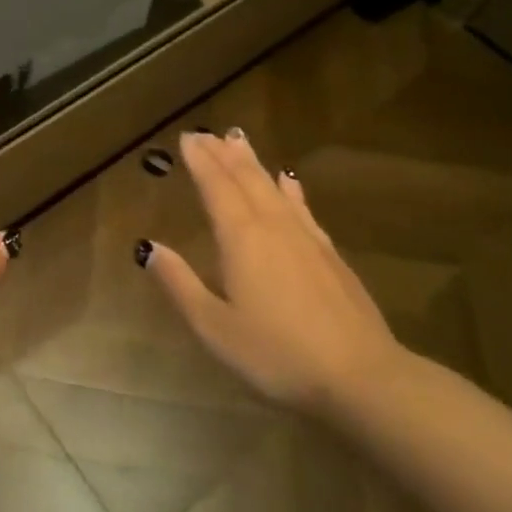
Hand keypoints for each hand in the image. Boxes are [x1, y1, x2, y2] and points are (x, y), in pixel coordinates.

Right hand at [143, 129, 405, 413]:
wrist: (362, 378)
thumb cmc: (277, 355)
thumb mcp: (214, 327)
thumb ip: (180, 285)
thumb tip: (149, 248)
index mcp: (241, 239)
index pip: (216, 188)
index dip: (201, 161)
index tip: (187, 138)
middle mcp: (273, 227)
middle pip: (246, 179)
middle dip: (223, 154)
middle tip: (205, 133)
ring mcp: (306, 239)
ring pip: (273, 187)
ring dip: (253, 162)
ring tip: (238, 140)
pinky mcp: (329, 256)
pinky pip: (303, 208)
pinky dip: (290, 189)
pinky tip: (288, 181)